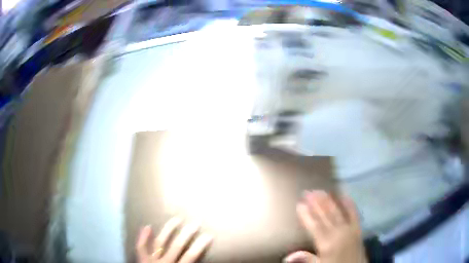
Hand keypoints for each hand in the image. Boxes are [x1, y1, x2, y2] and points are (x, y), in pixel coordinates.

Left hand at [136, 217, 212, 262]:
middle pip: (177, 246)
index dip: (200, 246)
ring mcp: (151, 259)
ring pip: (160, 242)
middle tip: (195, 223)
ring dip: (168, 230)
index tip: (208, 236)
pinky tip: (148, 226)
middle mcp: (164, 262)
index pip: (191, 256)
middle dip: (187, 234)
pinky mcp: (142, 259)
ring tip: (177, 219)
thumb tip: (202, 262)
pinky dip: (143, 237)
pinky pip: (141, 247)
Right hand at [284, 191, 366, 262]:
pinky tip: (344, 195)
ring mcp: (350, 229)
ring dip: (329, 201)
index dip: (306, 215)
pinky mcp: (358, 228)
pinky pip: (354, 213)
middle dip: (316, 203)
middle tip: (308, 191)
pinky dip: (349, 203)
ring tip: (320, 191)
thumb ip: (306, 259)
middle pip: (326, 216)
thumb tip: (287, 256)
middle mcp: (338, 233)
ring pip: (337, 212)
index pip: (314, 226)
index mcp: (327, 244)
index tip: (299, 203)